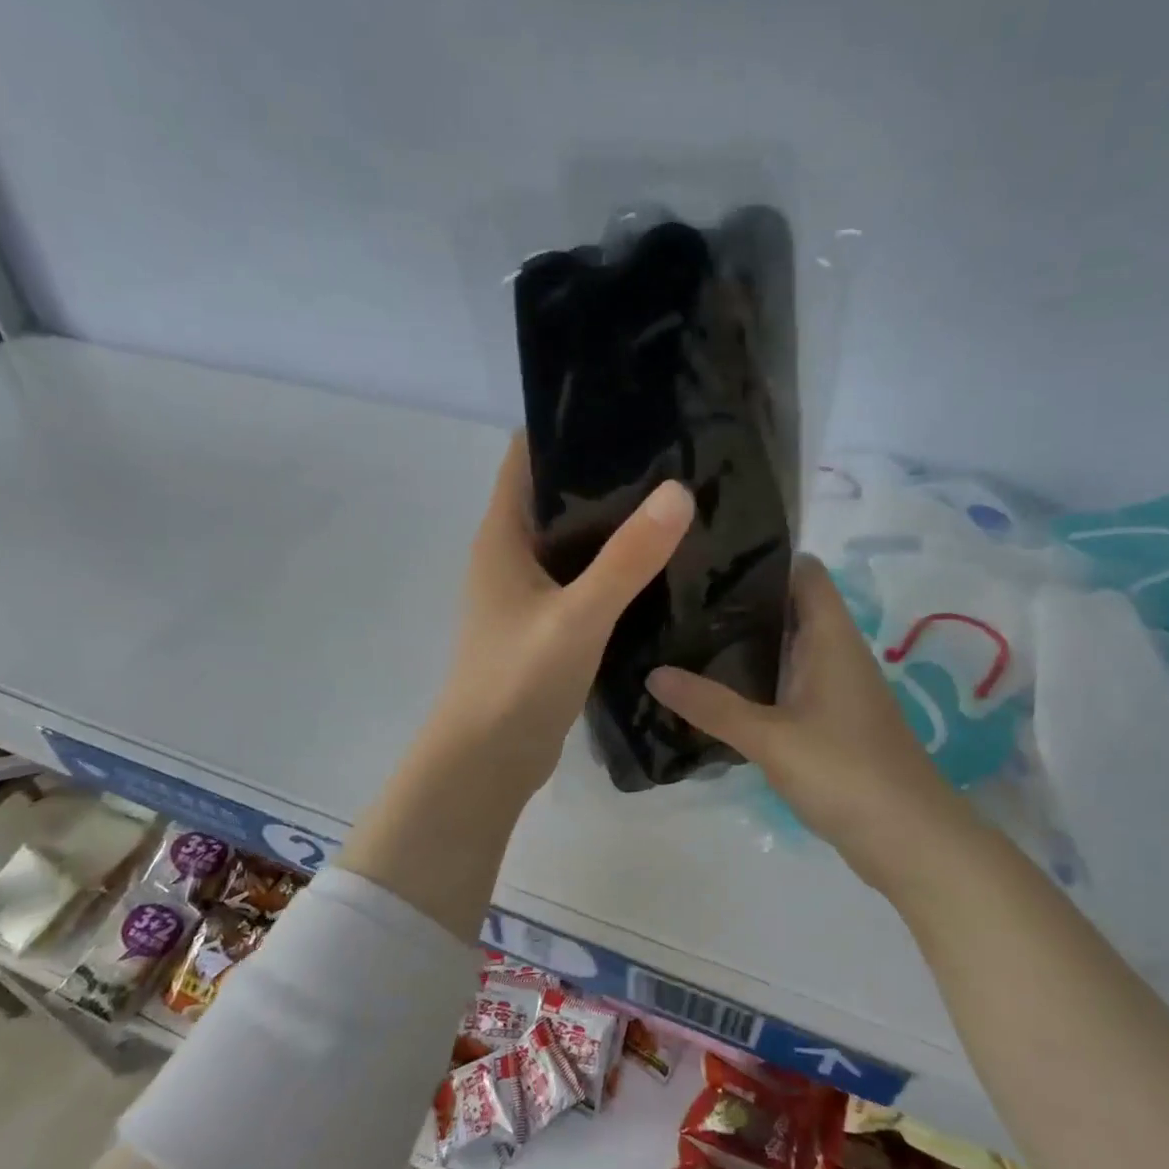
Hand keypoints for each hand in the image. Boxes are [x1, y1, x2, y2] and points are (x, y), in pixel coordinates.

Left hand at [427, 432, 694, 806]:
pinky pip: (583, 581)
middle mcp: (510, 556)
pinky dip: (614, 569)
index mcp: (502, 536)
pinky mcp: (547, 626)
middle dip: (604, 474)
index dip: (567, 427)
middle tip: (671, 454)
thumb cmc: (519, 680)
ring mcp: (528, 593)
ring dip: (613, 525)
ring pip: (573, 542)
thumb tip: (679, 491)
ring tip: (676, 501)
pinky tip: (659, 565)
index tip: (625, 408)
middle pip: (555, 495)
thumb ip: (627, 559)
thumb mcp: (578, 616)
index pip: (526, 456)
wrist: (488, 760)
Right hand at [646, 556, 965, 857]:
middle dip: (740, 599)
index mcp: (831, 637)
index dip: (764, 555)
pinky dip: (756, 680)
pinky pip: (788, 684)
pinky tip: (716, 689)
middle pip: (789, 607)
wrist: (909, 840)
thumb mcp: (770, 738)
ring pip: (786, 648)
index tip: (709, 553)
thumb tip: (653, 673)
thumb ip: (711, 705)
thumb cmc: (845, 771)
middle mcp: (836, 652)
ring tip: (684, 634)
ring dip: (745, 642)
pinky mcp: (830, 722)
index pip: (803, 571)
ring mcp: (835, 689)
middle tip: (678, 594)